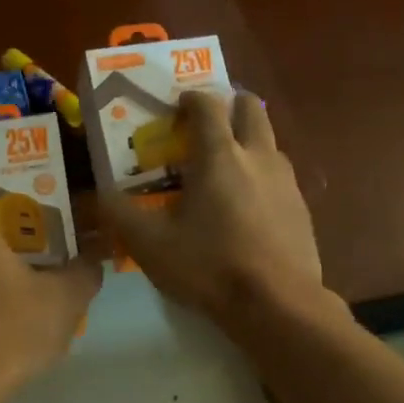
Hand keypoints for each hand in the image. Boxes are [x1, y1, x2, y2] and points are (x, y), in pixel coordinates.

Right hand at [100, 90, 323, 326]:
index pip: (207, 105)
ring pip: (268, 142)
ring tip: (224, 172)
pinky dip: (261, 178)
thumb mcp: (151, 245)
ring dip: (247, 142)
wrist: (277, 303)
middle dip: (228, 107)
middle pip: (250, 108)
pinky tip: (247, 210)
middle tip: (206, 129)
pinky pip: (279, 177)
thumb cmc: (209, 266)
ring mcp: (286, 181)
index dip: (191, 99)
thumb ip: (121, 214)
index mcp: (219, 155)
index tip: (177, 106)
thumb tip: (101, 194)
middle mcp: (258, 156)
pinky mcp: (302, 208)